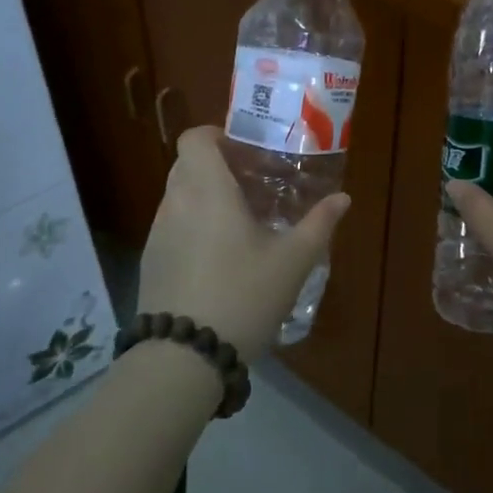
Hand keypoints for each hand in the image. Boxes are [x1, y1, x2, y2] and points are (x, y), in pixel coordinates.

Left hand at [138, 127, 350, 364]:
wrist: (184, 356)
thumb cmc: (243, 296)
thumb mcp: (292, 261)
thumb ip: (319, 224)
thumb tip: (343, 198)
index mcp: (207, 191)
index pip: (195, 138)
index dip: (217, 135)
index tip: (246, 152)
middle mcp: (176, 203)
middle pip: (188, 165)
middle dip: (218, 167)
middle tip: (254, 186)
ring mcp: (157, 233)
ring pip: (179, 196)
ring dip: (206, 197)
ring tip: (241, 223)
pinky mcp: (150, 262)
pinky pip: (172, 225)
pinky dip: (193, 225)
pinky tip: (219, 256)